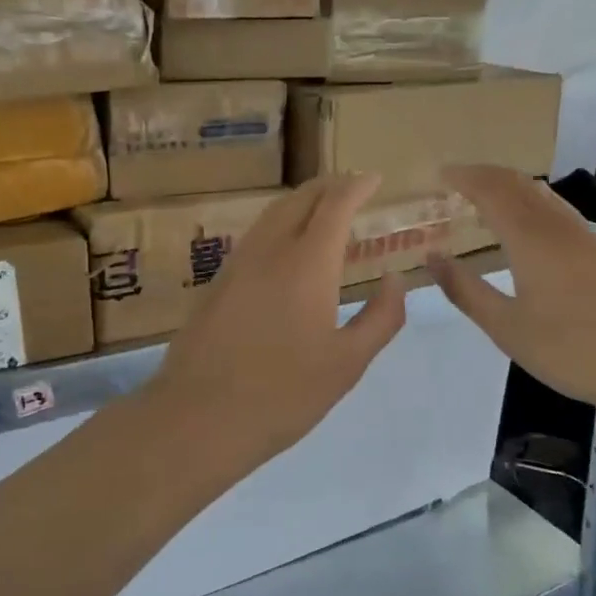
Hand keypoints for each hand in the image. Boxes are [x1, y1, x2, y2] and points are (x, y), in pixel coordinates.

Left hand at [148, 173, 406, 469]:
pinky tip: (286, 249)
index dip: (356, 186)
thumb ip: (380, 317)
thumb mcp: (347, 363)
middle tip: (352, 188)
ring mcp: (237, 264)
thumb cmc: (283, 393)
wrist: (199, 417)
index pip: (335, 205)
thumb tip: (396, 280)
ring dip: (301, 202)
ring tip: (323, 211)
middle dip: (328, 186)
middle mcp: (269, 250)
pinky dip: (279, 225)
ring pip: (272, 214)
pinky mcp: (217, 284)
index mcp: (307, 263)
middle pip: (299, 199)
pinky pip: (255, 236)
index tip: (373, 179)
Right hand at [428, 165, 595, 427]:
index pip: (491, 189)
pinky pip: (559, 212)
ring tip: (486, 202)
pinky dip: (532, 207)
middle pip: (518, 183)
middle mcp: (559, 225)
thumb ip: (466, 290)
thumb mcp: (508, 328)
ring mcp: (588, 237)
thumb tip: (433, 257)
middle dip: (485, 176)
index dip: (463, 177)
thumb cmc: (576, 349)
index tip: (438, 174)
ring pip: (543, 195)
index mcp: (530, 237)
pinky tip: (529, 232)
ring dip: (510, 189)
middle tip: (456, 184)